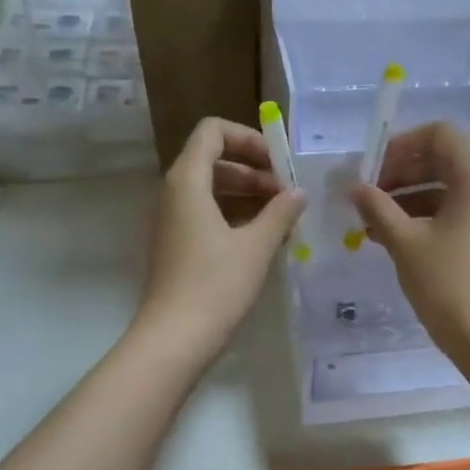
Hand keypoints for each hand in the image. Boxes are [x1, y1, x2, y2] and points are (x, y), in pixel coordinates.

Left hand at [137, 116, 303, 361]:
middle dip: (253, 170)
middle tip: (288, 194)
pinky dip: (234, 215)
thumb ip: (280, 211)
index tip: (279, 164)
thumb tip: (298, 192)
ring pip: (211, 189)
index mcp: (187, 181)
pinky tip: (263, 237)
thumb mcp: (256, 246)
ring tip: (283, 216)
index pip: (213, 131)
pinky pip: (206, 213)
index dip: (248, 139)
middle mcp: (174, 192)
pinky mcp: (176, 244)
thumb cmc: (216, 285)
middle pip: (214, 159)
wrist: (174, 338)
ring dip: (247, 194)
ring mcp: (172, 220)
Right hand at [350, 122, 469, 363]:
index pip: (440, 135)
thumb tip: (356, 187)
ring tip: (371, 222)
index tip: (372, 169)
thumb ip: (378, 207)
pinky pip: (459, 210)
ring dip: (409, 198)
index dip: (402, 145)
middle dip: (401, 173)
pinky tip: (393, 237)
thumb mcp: (405, 242)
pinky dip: (427, 216)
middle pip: (444, 160)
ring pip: (449, 187)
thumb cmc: (447, 284)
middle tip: (367, 195)